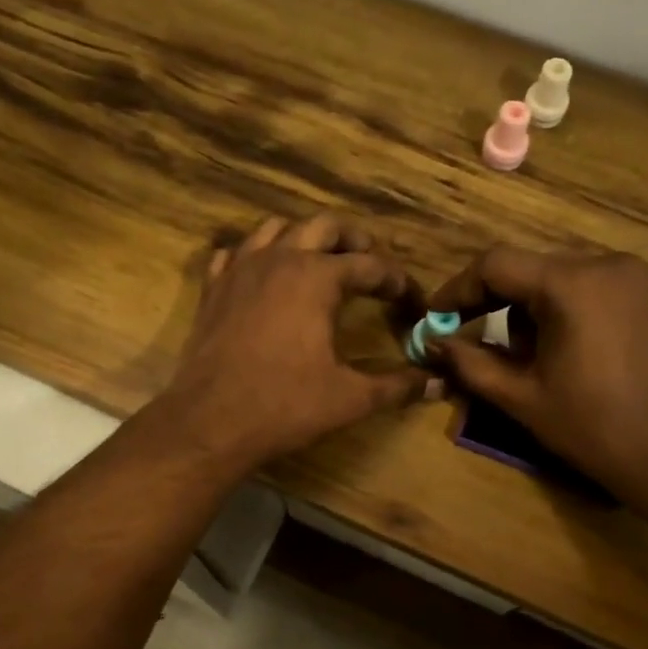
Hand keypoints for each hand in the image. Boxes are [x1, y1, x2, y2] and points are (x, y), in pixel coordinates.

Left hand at [156, 215, 433, 473]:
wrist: (210, 421)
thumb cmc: (285, 406)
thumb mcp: (350, 398)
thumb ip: (396, 386)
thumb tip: (437, 383)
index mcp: (318, 278)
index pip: (370, 265)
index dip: (397, 280)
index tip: (411, 298)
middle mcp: (280, 259)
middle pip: (324, 226)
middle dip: (353, 240)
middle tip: (369, 262)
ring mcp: (240, 269)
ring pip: (276, 229)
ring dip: (303, 237)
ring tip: (318, 259)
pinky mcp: (213, 288)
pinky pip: (234, 253)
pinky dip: (254, 255)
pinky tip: (262, 274)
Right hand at [426, 248, 647, 511]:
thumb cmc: (593, 428)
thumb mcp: (521, 398)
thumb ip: (470, 363)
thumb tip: (432, 343)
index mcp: (571, 284)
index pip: (496, 264)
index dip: (459, 289)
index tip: (438, 320)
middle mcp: (609, 264)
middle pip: (533, 270)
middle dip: (501, 306)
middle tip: (490, 350)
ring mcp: (642, 277)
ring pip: (567, 278)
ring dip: (540, 310)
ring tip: (542, 360)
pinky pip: (601, 288)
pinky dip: (576, 310)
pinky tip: (580, 354)